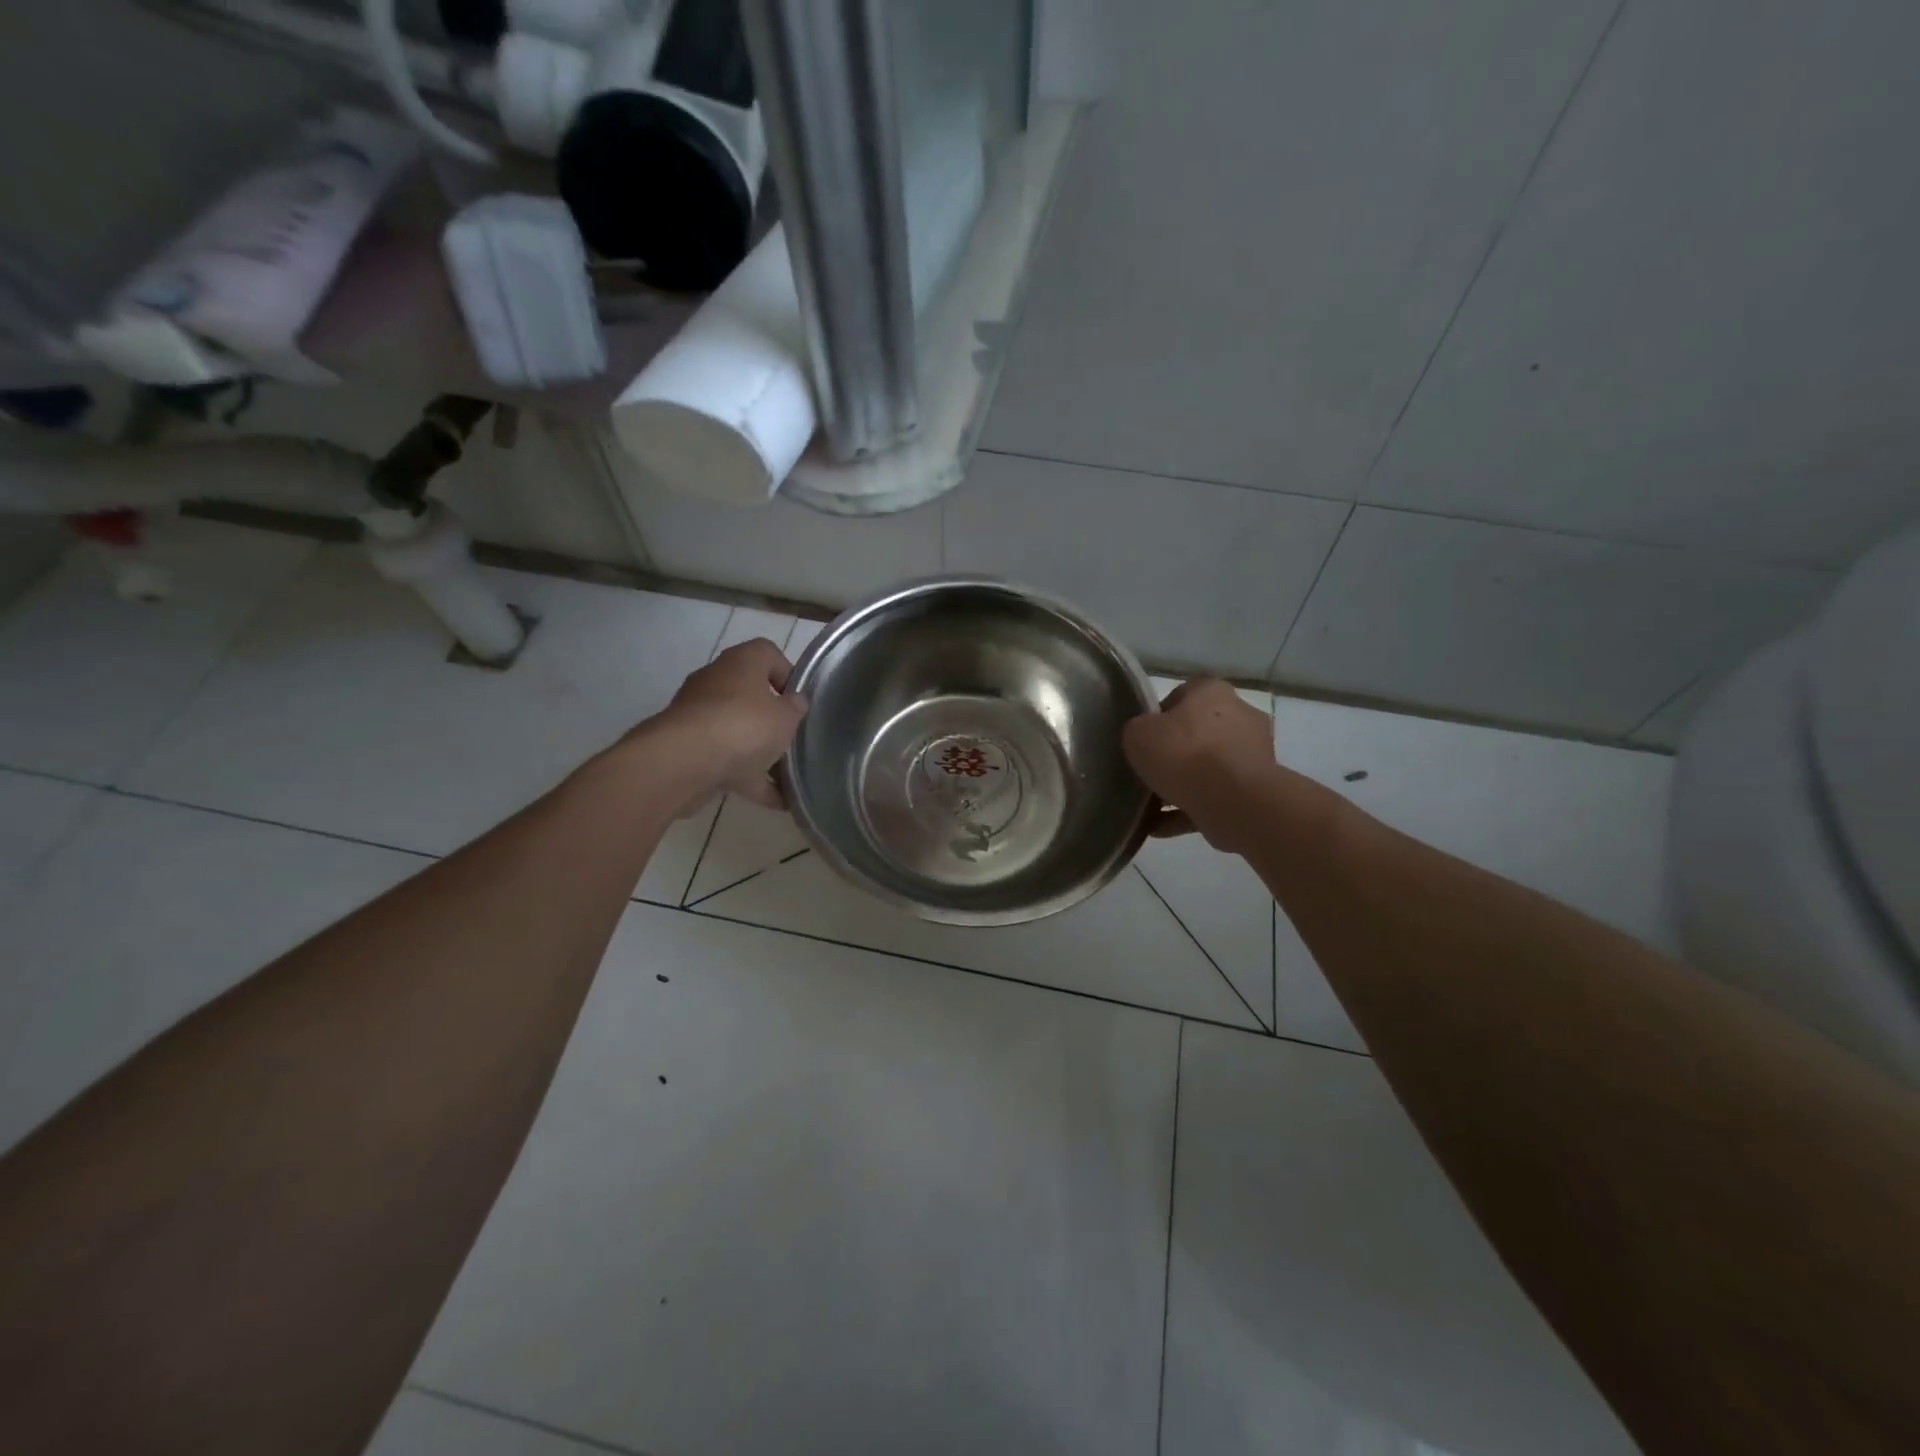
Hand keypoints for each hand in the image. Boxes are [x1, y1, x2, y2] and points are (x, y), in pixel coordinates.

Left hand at [647, 638, 808, 813]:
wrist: (683, 763)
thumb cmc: (743, 727)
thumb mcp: (785, 717)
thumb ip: (795, 709)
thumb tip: (795, 702)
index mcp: (740, 663)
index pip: (766, 653)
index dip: (787, 673)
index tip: (799, 700)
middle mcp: (715, 682)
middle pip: (749, 693)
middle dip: (771, 718)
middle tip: (792, 737)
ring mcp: (697, 716)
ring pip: (735, 729)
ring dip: (758, 751)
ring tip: (787, 775)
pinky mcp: (688, 748)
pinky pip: (725, 760)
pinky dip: (747, 777)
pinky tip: (775, 800)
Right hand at [1122, 679, 1276, 849]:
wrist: (1232, 801)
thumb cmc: (1184, 754)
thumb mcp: (1137, 734)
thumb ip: (1137, 731)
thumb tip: (1145, 740)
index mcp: (1213, 691)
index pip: (1182, 696)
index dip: (1158, 717)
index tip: (1143, 740)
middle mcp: (1240, 715)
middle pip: (1198, 733)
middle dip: (1174, 754)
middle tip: (1148, 772)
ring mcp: (1253, 755)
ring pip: (1207, 769)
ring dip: (1181, 787)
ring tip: (1149, 808)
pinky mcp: (1255, 790)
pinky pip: (1213, 798)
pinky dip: (1189, 811)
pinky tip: (1159, 827)